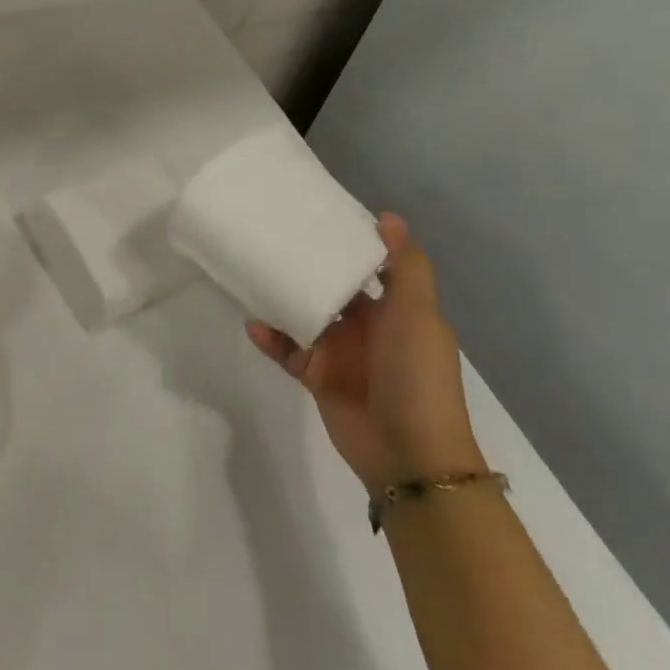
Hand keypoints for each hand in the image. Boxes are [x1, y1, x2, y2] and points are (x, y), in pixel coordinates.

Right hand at [247, 213, 483, 491]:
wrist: (410, 456)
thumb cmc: (416, 376)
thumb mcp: (418, 315)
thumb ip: (404, 266)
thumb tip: (387, 215)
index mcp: (396, 310)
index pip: (368, 267)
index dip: (346, 242)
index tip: (315, 213)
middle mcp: (368, 327)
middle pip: (330, 287)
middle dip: (305, 266)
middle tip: (270, 236)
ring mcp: (340, 353)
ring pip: (304, 315)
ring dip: (281, 298)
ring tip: (251, 273)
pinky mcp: (316, 377)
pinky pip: (287, 350)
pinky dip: (270, 337)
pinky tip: (253, 323)